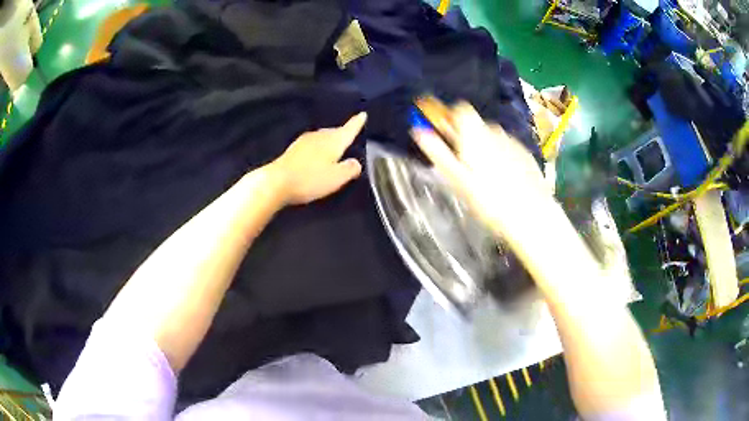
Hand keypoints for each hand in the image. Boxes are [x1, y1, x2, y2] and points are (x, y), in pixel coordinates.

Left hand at [271, 113, 365, 204]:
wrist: (277, 181)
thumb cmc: (310, 179)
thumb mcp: (337, 178)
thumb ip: (350, 169)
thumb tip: (356, 163)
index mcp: (333, 141)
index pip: (348, 129)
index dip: (357, 123)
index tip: (363, 114)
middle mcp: (319, 137)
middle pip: (334, 132)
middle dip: (342, 132)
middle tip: (349, 133)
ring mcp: (304, 141)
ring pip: (322, 137)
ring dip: (329, 139)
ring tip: (334, 145)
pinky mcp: (293, 149)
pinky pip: (312, 144)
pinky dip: (317, 146)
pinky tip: (316, 153)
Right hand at [411, 102, 550, 236]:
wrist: (532, 215)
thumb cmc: (489, 200)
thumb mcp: (458, 179)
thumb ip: (437, 152)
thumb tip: (418, 130)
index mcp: (475, 134)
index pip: (460, 109)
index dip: (450, 118)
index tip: (444, 133)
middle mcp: (495, 131)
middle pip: (476, 124)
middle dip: (466, 138)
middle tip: (462, 165)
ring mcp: (513, 142)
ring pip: (492, 137)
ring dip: (484, 148)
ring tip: (484, 177)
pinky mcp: (526, 154)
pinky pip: (507, 148)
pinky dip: (501, 157)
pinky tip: (503, 180)